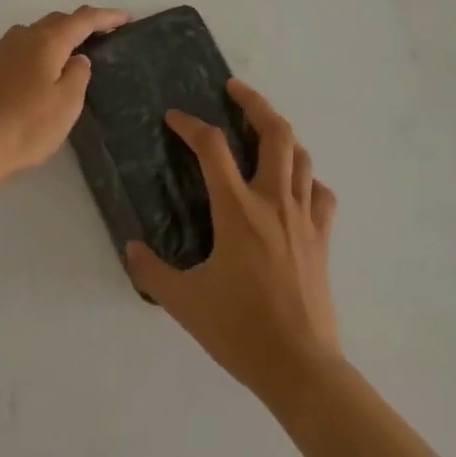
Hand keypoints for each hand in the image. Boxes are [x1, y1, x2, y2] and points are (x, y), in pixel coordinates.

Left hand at [0, 5, 128, 184]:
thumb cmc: (26, 126)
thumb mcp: (67, 103)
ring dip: (60, 34)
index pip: (82, 19)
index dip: (106, 16)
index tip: (126, 18)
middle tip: (105, 32)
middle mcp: (23, 37)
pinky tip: (45, 66)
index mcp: (46, 41)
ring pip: (38, 31)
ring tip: (77, 48)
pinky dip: (43, 47)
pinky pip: (24, 46)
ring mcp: (2, 51)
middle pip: (58, 20)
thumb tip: (77, 58)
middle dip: (82, 23)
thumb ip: (78, 75)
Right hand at [126, 79, 342, 403]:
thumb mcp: (185, 302)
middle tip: (234, 90)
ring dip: (281, 135)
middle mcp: (274, 202)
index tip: (174, 118)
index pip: (212, 148)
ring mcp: (304, 217)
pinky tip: (294, 186)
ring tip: (262, 132)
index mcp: (238, 212)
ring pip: (301, 156)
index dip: (191, 126)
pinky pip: (319, 192)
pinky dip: (306, 179)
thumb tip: (132, 249)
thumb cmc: (240, 330)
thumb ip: (153, 271)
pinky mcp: (323, 237)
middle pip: (275, 132)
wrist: (301, 366)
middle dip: (254, 102)